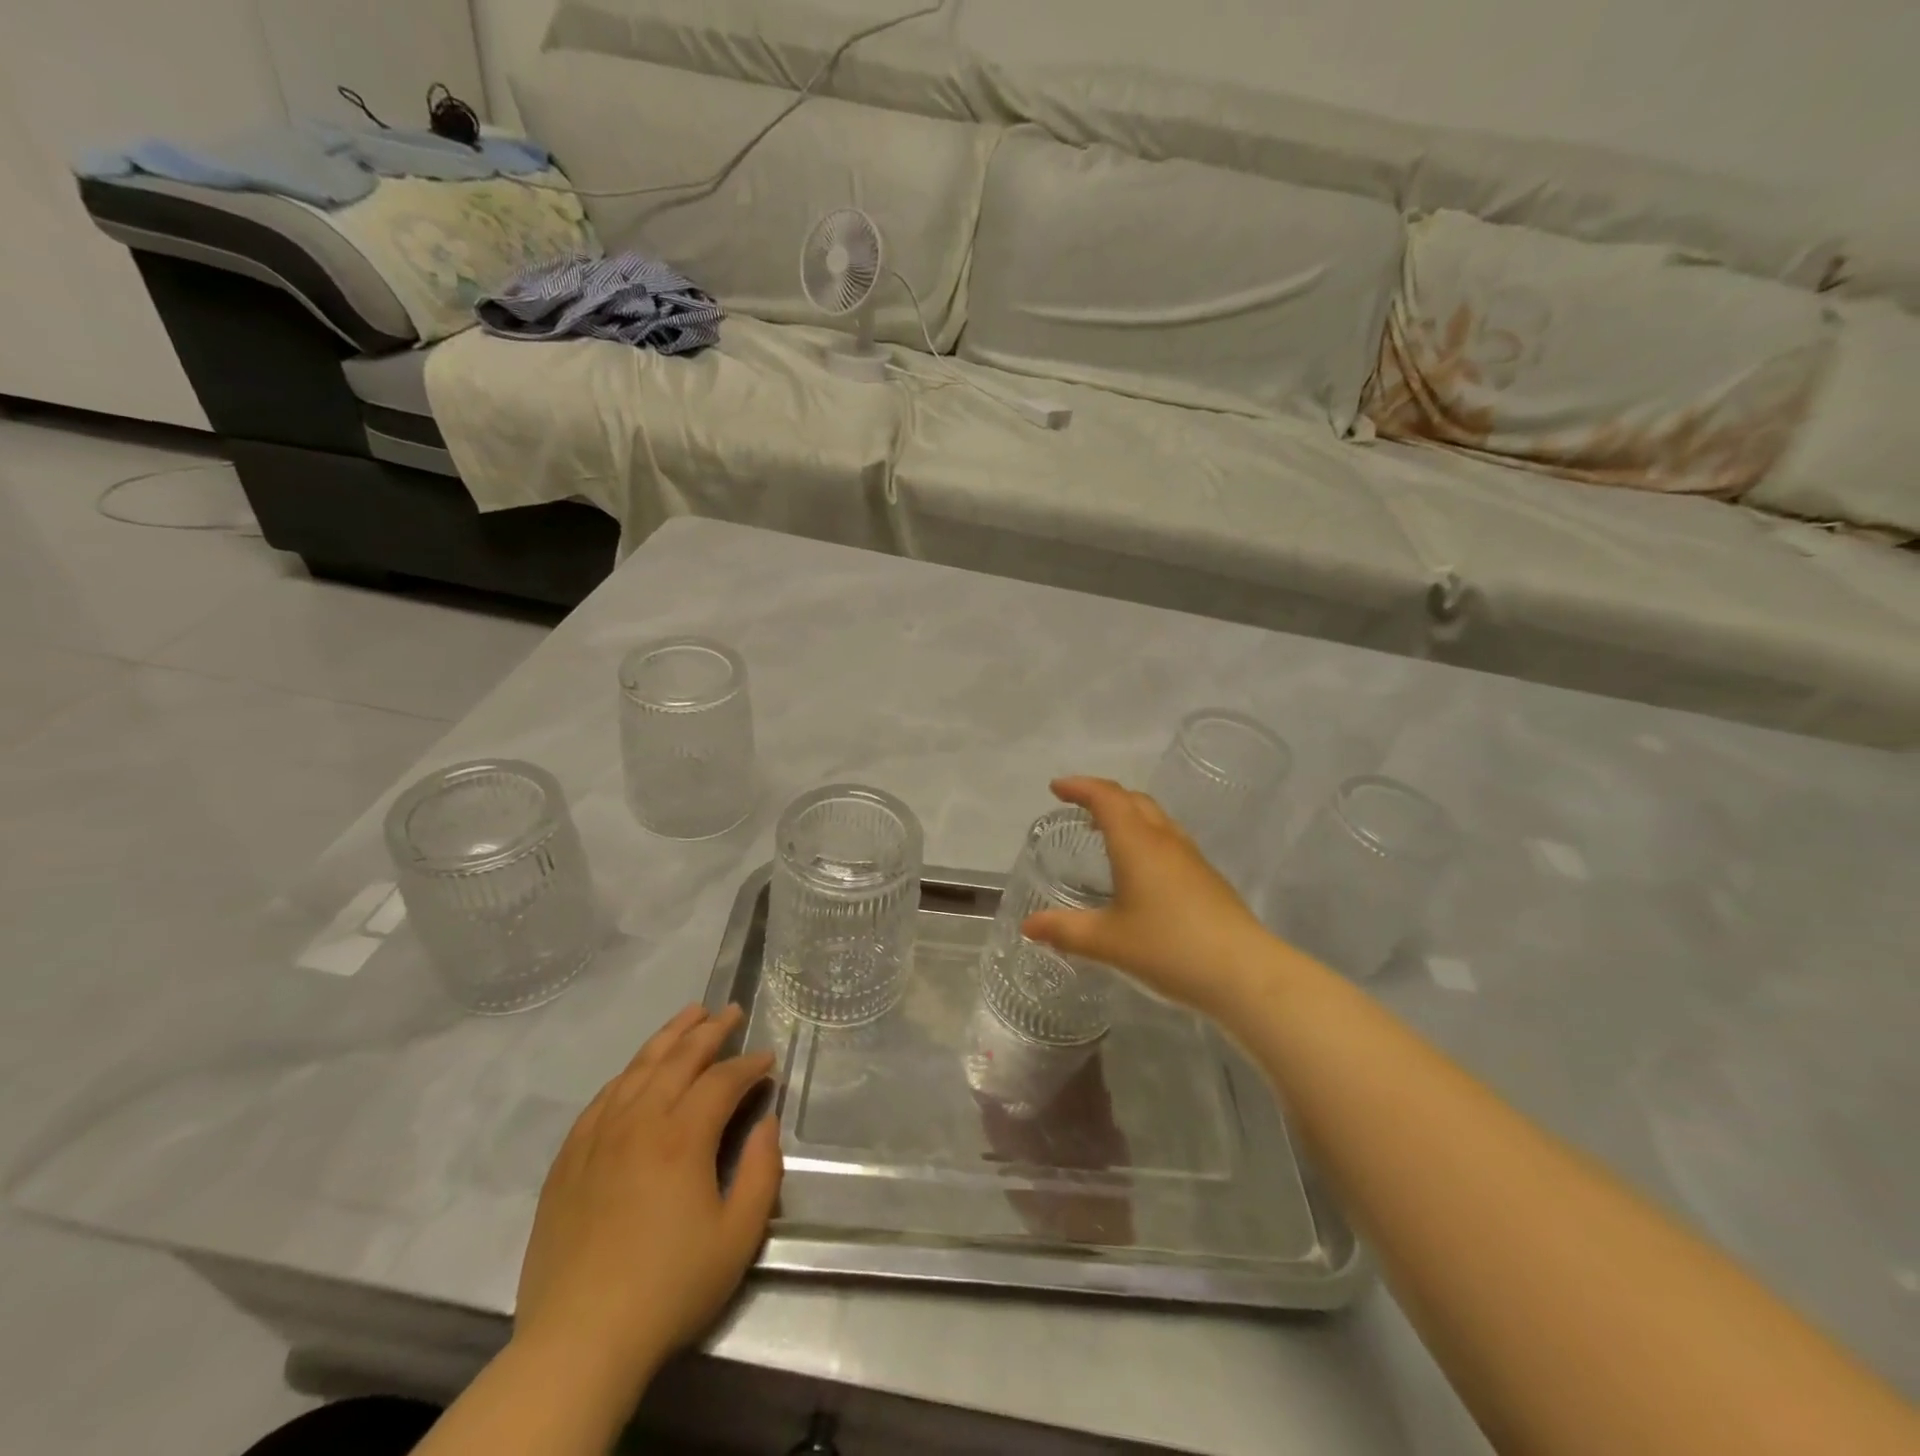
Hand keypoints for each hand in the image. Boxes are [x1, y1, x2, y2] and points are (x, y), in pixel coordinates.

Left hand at [513, 1005, 781, 1394]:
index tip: (768, 1059)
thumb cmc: (668, 1289)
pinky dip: (629, 1072)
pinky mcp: (569, 1158)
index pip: (723, 1079)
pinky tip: (638, 1069)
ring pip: (638, 1067)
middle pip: (679, 1058)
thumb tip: (767, 1124)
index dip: (750, 1064)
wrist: (577, 1343)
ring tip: (691, 1013)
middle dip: (711, 1030)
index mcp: (682, 1137)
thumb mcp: (738, 1238)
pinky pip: (603, 1096)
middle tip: (732, 1011)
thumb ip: (763, 1172)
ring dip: (669, 1036)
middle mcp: (639, 1121)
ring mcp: (598, 1136)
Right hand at [1022, 777, 1270, 1014]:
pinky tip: (1140, 870)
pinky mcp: (1207, 879)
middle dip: (1103, 796)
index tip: (1056, 788)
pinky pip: (1168, 840)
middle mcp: (1165, 841)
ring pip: (1155, 819)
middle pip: (1133, 800)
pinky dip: (1145, 837)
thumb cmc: (1169, 948)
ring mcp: (1191, 858)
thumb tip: (1028, 925)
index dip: (1080, 787)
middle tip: (1078, 806)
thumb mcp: (1107, 942)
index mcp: (1137, 843)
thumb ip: (1065, 931)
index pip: (1106, 797)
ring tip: (1106, 831)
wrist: (1245, 973)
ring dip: (1128, 814)